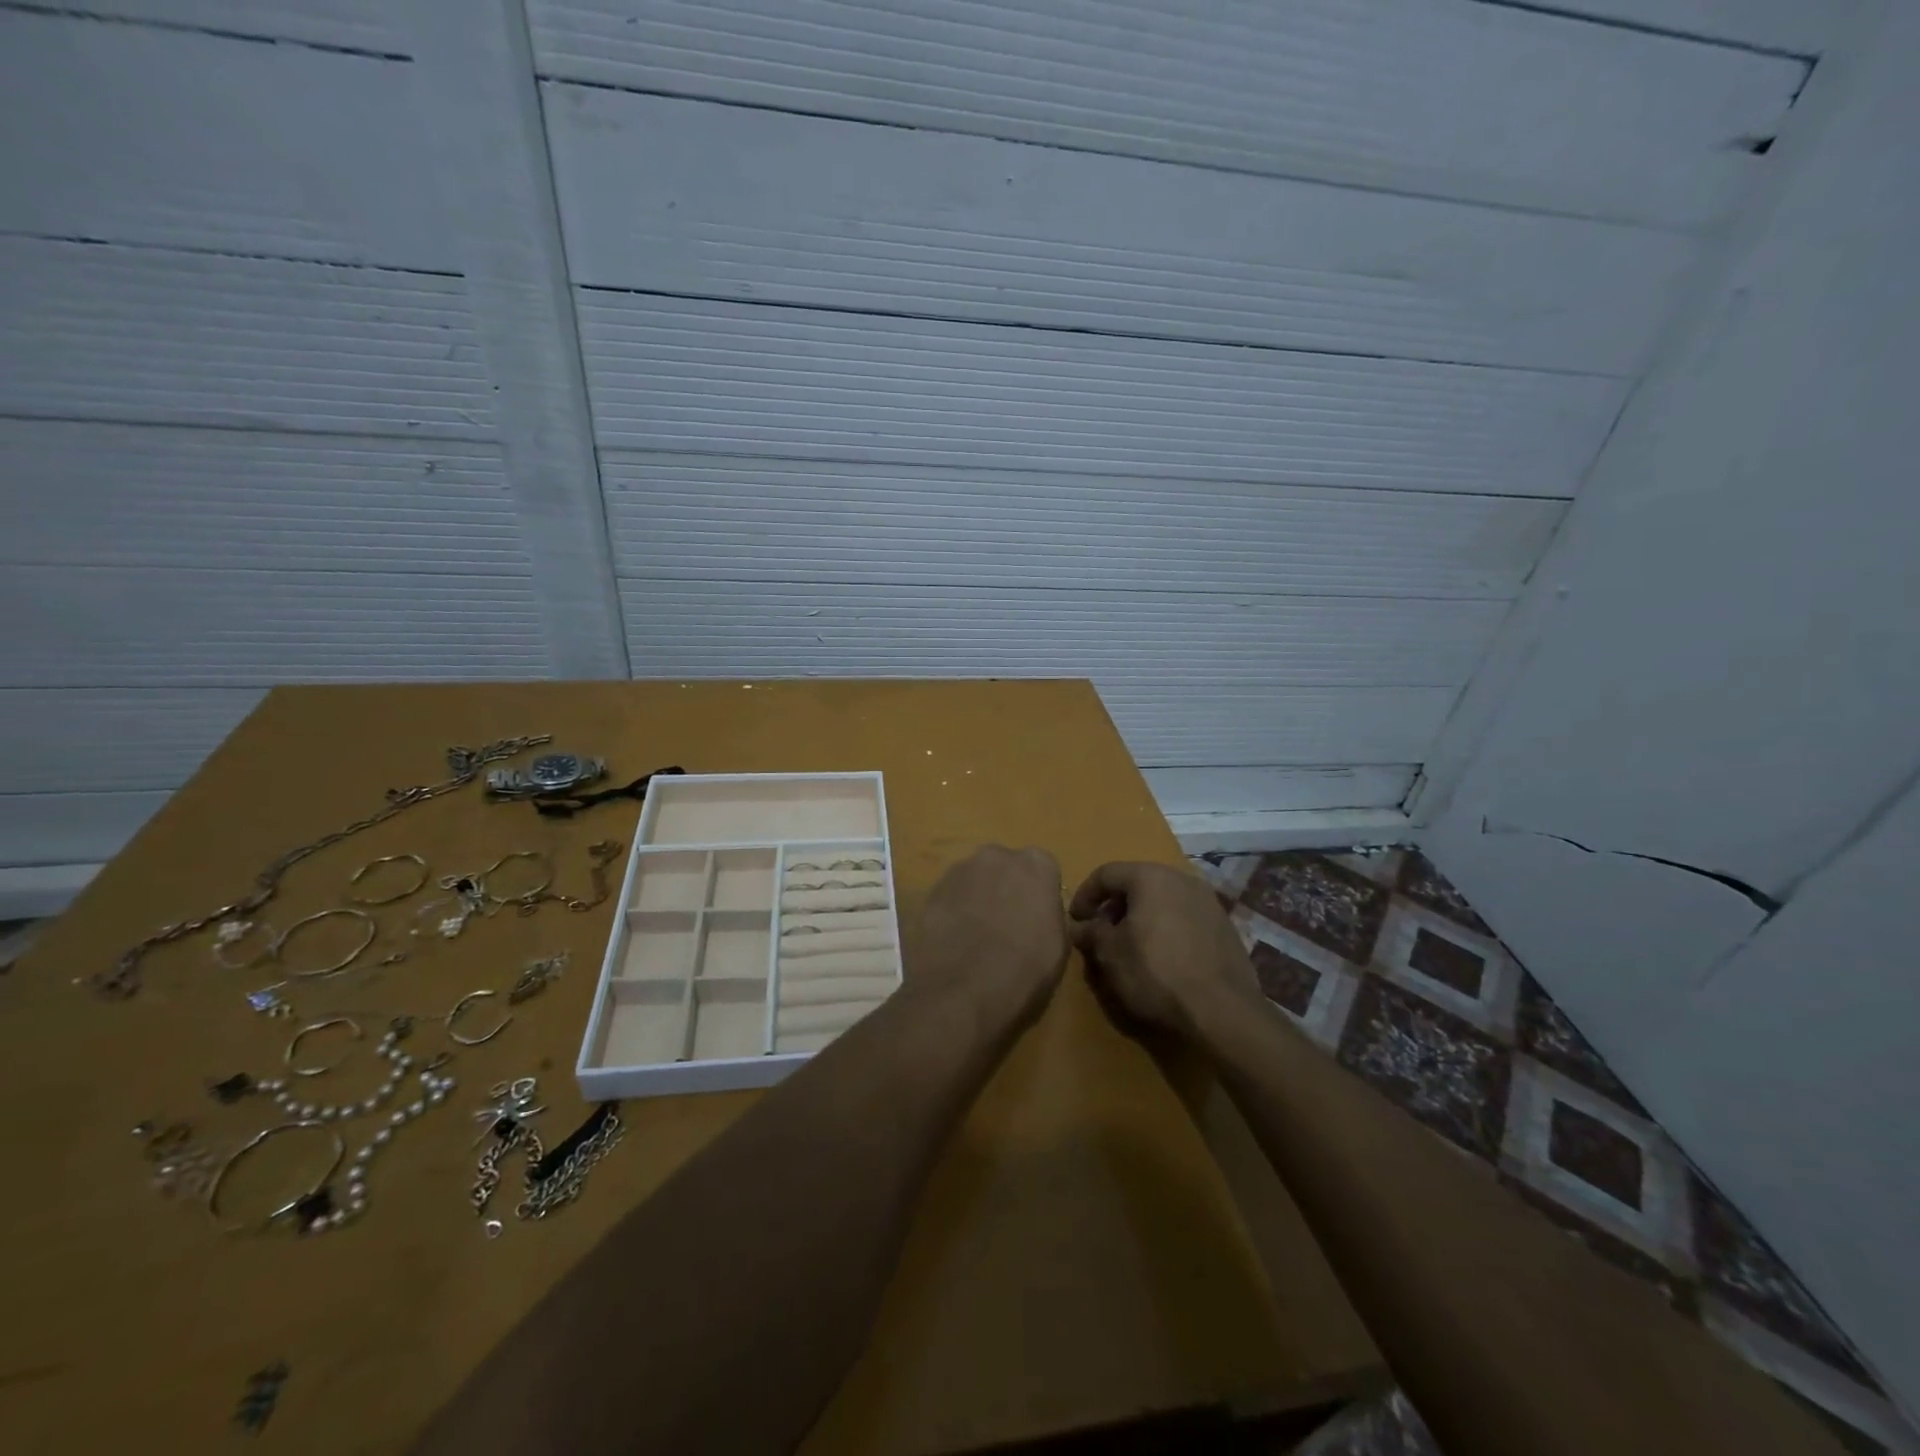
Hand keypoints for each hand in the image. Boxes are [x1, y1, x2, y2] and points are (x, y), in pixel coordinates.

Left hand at [907, 845, 1069, 1028]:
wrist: (963, 991)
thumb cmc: (1025, 969)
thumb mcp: (1059, 946)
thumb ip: (1050, 915)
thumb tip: (1038, 914)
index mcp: (1036, 864)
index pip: (1043, 870)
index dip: (1038, 896)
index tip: (1036, 920)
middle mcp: (996, 856)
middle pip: (1005, 868)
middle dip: (1006, 889)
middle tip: (1007, 926)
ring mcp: (959, 871)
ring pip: (974, 880)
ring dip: (977, 899)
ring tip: (976, 938)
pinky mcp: (931, 891)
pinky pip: (950, 897)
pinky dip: (953, 912)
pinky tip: (954, 942)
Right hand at [1068, 862, 1262, 1045]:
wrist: (1222, 1012)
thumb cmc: (1155, 974)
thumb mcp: (1109, 954)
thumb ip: (1090, 932)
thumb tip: (1079, 926)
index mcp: (1150, 877)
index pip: (1106, 874)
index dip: (1085, 895)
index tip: (1076, 921)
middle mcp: (1182, 879)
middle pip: (1137, 883)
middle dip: (1114, 906)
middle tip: (1101, 933)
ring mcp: (1209, 901)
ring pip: (1163, 900)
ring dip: (1142, 917)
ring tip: (1131, 947)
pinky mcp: (1225, 927)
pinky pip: (1185, 918)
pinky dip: (1167, 929)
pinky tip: (1163, 958)